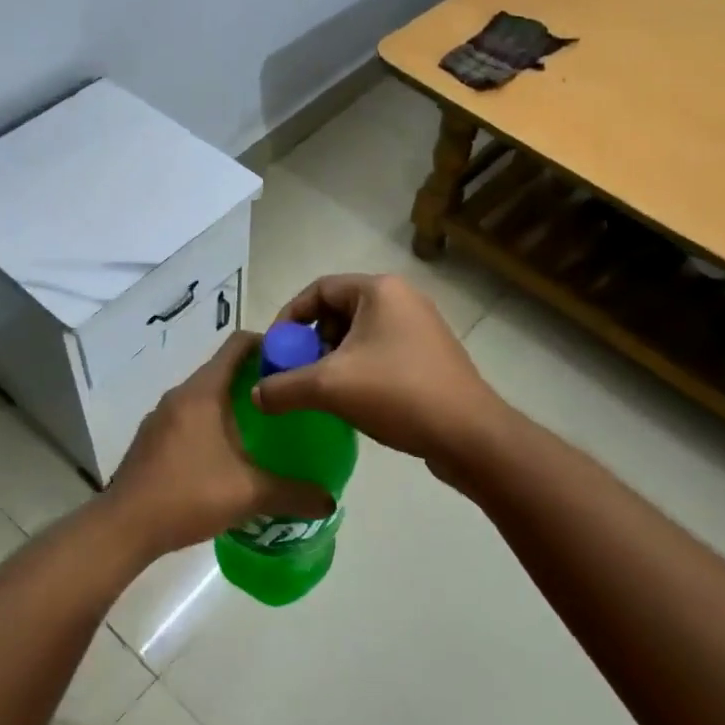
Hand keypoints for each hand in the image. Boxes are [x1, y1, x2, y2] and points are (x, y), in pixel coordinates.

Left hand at [100, 330, 334, 559]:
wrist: (124, 527)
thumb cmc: (188, 495)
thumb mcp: (249, 494)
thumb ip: (293, 494)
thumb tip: (329, 500)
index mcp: (203, 392)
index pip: (238, 345)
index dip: (269, 345)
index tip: (294, 364)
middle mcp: (180, 395)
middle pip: (223, 369)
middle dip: (256, 378)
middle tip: (287, 400)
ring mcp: (161, 416)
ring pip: (205, 395)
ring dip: (232, 403)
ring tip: (263, 427)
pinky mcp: (152, 438)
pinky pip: (189, 416)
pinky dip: (211, 422)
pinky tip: (227, 454)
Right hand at [254, 273, 503, 468]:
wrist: (469, 434)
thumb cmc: (397, 394)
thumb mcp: (329, 387)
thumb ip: (284, 387)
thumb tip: (255, 395)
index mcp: (379, 290)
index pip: (318, 289)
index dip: (289, 317)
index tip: (276, 350)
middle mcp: (402, 299)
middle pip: (338, 311)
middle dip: (311, 342)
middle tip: (297, 373)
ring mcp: (420, 328)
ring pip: (359, 335)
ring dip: (333, 359)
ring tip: (322, 391)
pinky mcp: (430, 356)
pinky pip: (380, 352)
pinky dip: (358, 369)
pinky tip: (352, 401)